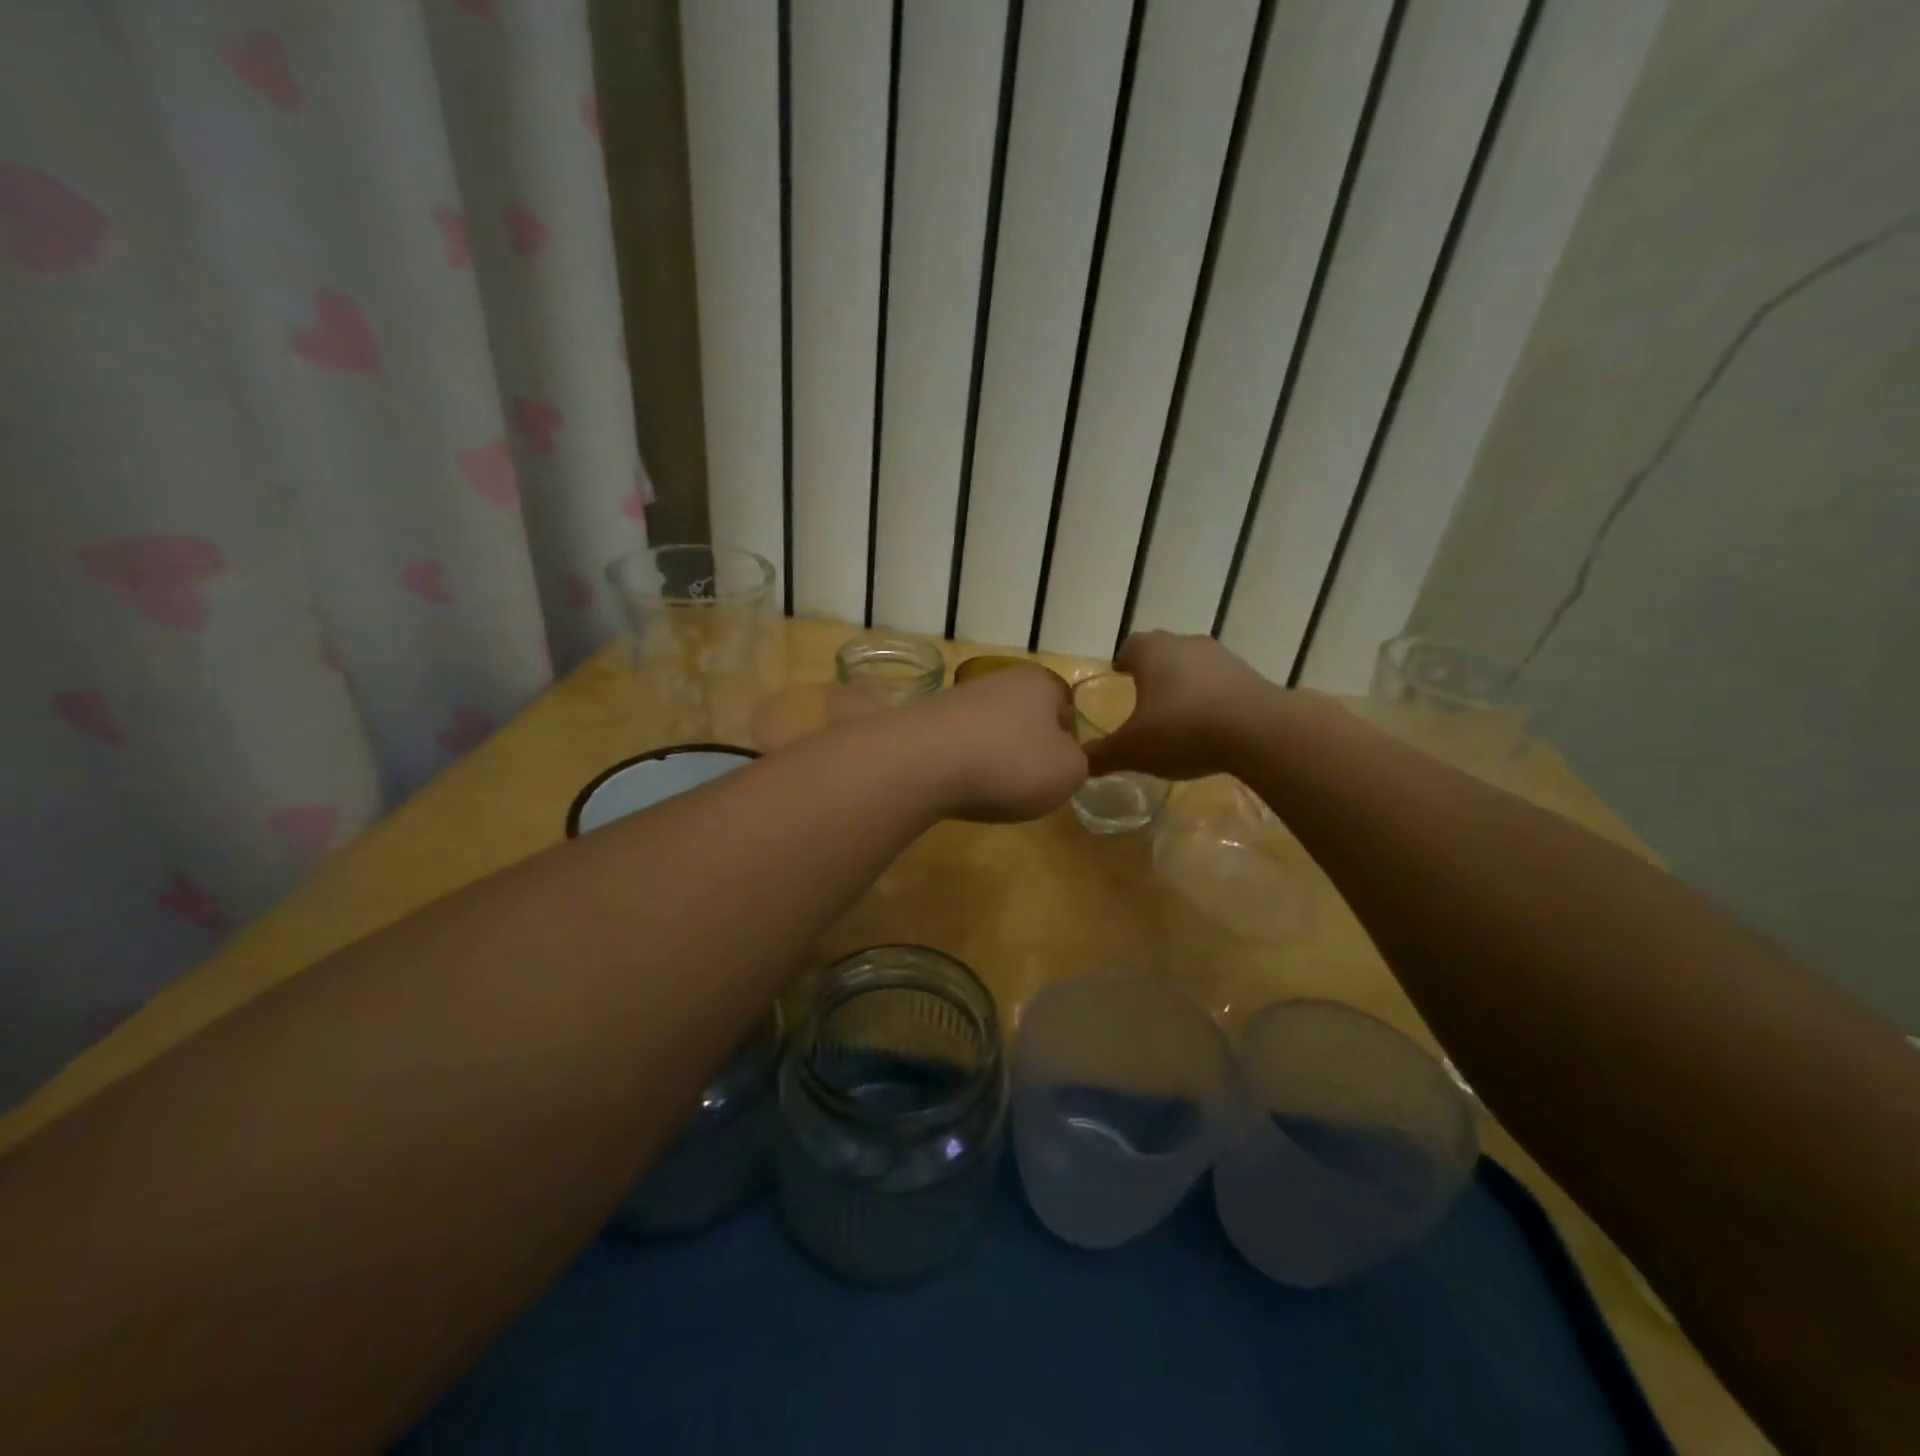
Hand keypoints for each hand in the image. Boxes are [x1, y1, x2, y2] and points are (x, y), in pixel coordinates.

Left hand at [904, 664, 1086, 822]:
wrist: (922, 763)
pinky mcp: (925, 721)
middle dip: (1026, 750)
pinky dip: (960, 766)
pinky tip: (956, 786)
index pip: (1064, 709)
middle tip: (1025, 784)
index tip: (1057, 772)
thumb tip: (1062, 758)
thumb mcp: (1068, 772)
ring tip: (987, 790)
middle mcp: (998, 680)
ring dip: (992, 759)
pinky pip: (956, 746)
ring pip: (989, 732)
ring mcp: (957, 698)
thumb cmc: (1009, 763)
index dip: (1066, 742)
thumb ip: (1078, 764)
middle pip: (1024, 719)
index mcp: (1039, 683)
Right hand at [1085, 631, 1279, 780]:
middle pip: (1162, 651)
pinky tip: (1209, 725)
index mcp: (1152, 651)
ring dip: (1184, 684)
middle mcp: (1185, 643)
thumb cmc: (1182, 729)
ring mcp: (1222, 656)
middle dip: (1152, 672)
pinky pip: (1220, 683)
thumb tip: (1078, 764)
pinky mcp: (1250, 675)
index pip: (1130, 646)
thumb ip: (1102, 755)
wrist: (1258, 731)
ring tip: (1177, 715)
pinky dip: (1210, 698)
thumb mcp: (1132, 750)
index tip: (1119, 677)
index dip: (1123, 661)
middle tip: (1143, 698)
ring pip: (1193, 665)